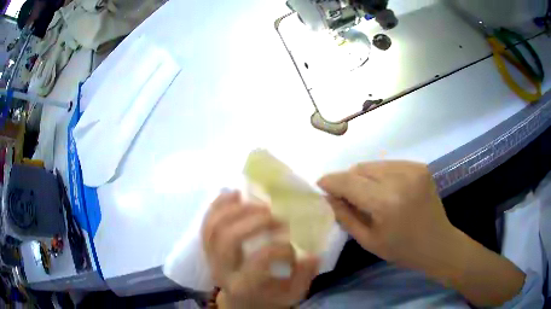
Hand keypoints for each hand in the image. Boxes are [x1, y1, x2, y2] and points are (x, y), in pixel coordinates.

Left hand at [202, 191, 318, 308]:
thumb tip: (312, 253)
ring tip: (255, 200)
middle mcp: (222, 270)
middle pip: (228, 238)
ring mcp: (210, 257)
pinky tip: (234, 194)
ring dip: (234, 208)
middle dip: (253, 220)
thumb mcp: (291, 294)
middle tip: (274, 213)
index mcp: (244, 285)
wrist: (242, 301)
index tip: (295, 241)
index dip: (280, 246)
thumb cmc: (269, 298)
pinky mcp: (207, 248)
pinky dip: (217, 205)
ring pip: (213, 227)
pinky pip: (206, 222)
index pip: (259, 260)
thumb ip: (303, 276)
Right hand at [317, 161, 455, 273]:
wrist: (438, 243)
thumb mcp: (368, 240)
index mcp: (386, 202)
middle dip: (347, 180)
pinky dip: (379, 174)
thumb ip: (345, 216)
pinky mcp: (419, 166)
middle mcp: (400, 178)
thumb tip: (328, 197)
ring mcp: (412, 169)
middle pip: (360, 168)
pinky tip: (383, 189)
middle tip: (343, 195)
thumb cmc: (402, 249)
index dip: (330, 181)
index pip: (348, 181)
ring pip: (373, 164)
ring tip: (365, 193)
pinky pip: (389, 164)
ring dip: (363, 176)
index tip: (320, 185)